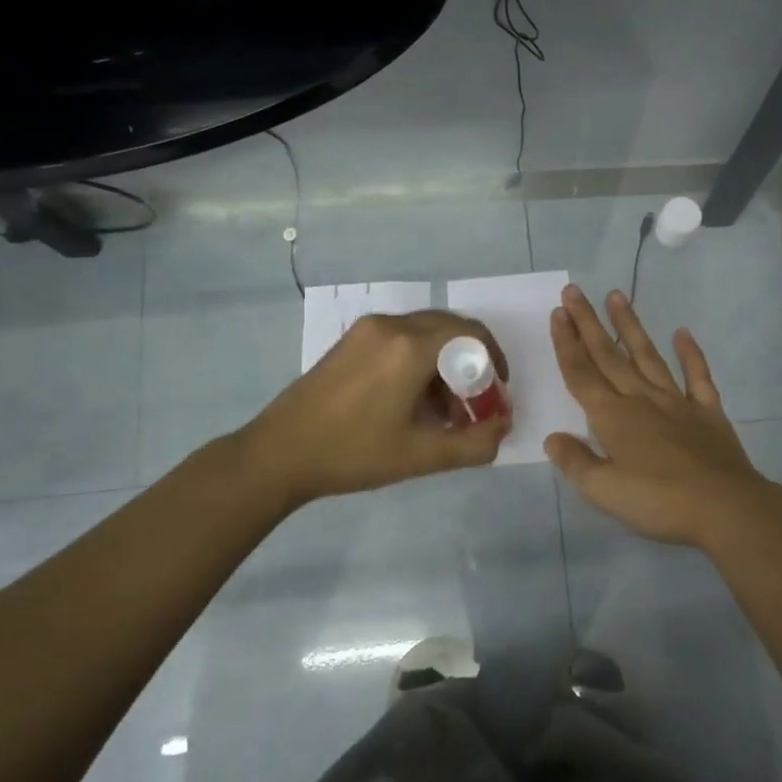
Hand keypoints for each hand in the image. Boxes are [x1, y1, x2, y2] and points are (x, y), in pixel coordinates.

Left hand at [240, 310, 510, 507]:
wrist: (279, 454)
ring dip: (445, 363)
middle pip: (450, 329)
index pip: (471, 334)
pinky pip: (400, 338)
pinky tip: (413, 400)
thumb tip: (503, 428)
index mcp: (410, 347)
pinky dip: (419, 360)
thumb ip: (473, 444)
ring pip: (425, 333)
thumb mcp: (421, 456)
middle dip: (471, 363)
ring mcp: (367, 330)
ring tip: (444, 410)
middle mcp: (391, 326)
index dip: (494, 360)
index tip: (497, 392)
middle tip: (475, 402)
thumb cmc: (354, 454)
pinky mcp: (351, 339)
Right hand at [545, 285, 781, 549]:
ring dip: (630, 326)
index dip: (567, 344)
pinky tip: (683, 333)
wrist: (725, 508)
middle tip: (574, 292)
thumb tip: (553, 438)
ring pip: (647, 356)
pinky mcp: (708, 412)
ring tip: (617, 295)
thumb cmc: (659, 502)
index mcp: (613, 417)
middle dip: (588, 324)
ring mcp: (677, 402)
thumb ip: (575, 462)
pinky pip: (697, 375)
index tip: (558, 313)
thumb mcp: (604, 491)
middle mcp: (641, 399)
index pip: (582, 374)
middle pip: (609, 356)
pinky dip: (690, 353)